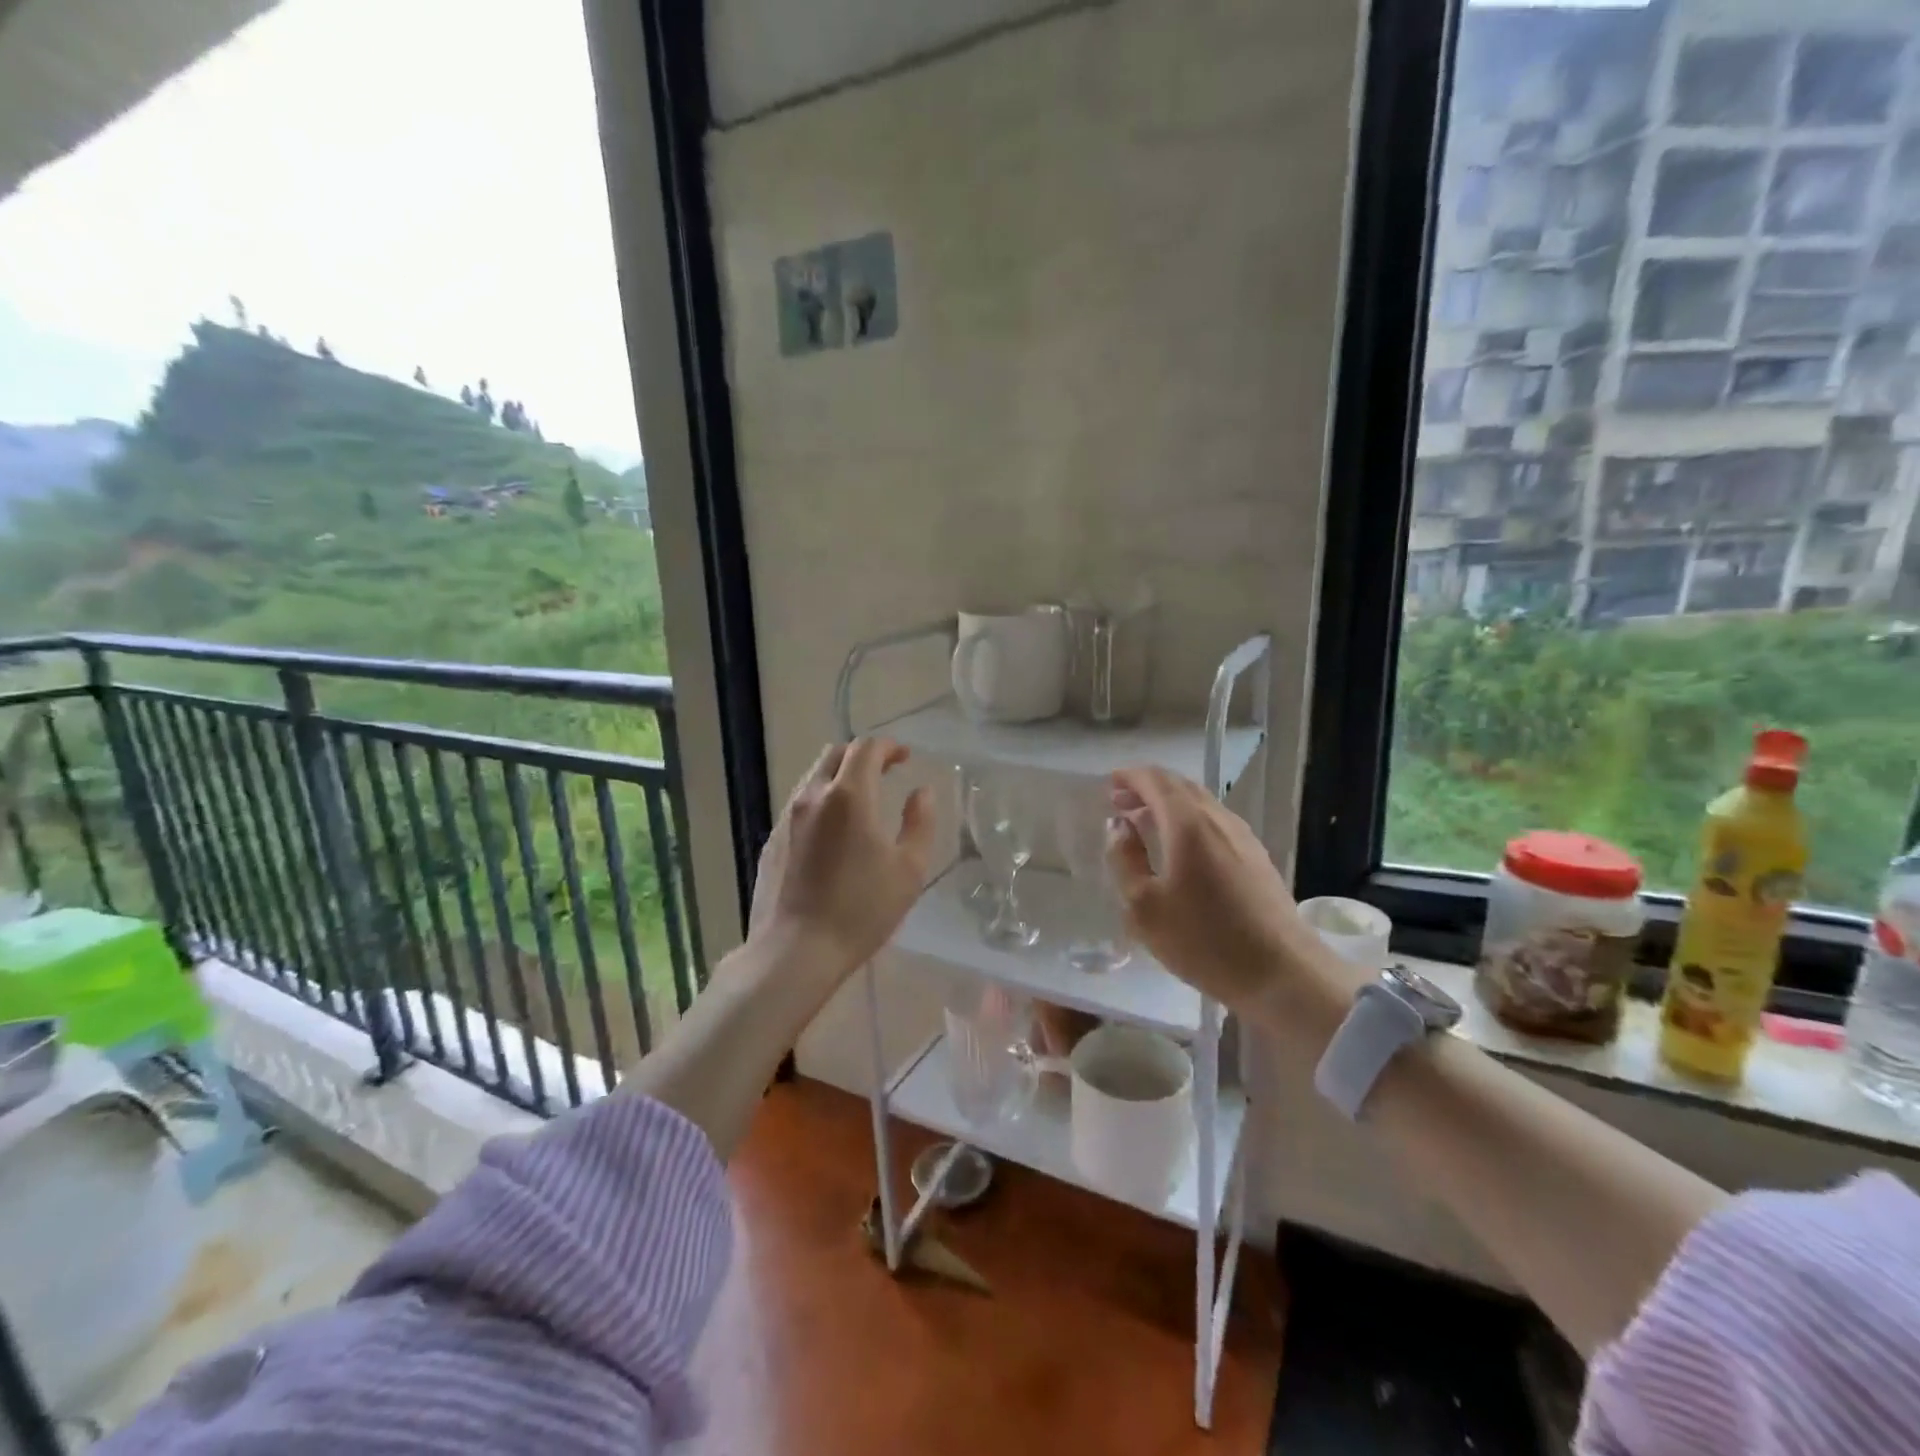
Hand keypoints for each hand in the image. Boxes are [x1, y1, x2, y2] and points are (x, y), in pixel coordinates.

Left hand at [748, 738, 935, 977]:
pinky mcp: (772, 840)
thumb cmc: (861, 910)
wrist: (795, 951)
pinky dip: (822, 801)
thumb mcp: (909, 870)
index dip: (888, 746)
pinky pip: (800, 805)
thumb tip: (921, 792)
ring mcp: (787, 817)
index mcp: (849, 796)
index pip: (866, 748)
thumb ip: (920, 823)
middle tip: (885, 771)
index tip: (905, 757)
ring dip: (840, 776)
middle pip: (835, 754)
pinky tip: (834, 832)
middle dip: (863, 755)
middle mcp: (813, 796)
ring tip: (861, 800)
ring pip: (814, 777)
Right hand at [1104, 766, 1361, 1022]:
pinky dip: (1188, 820)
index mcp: (1188, 824)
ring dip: (1168, 804)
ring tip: (1144, 823)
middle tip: (1119, 802)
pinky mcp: (1256, 857)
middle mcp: (1218, 819)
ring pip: (1200, 803)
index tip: (1108, 784)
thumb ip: (1125, 860)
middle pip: (1179, 786)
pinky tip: (1180, 848)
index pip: (1155, 781)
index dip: (1129, 777)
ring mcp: (1242, 837)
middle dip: (1147, 787)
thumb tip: (1119, 827)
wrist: (1282, 974)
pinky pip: (1214, 822)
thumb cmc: (1204, 940)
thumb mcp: (1144, 907)